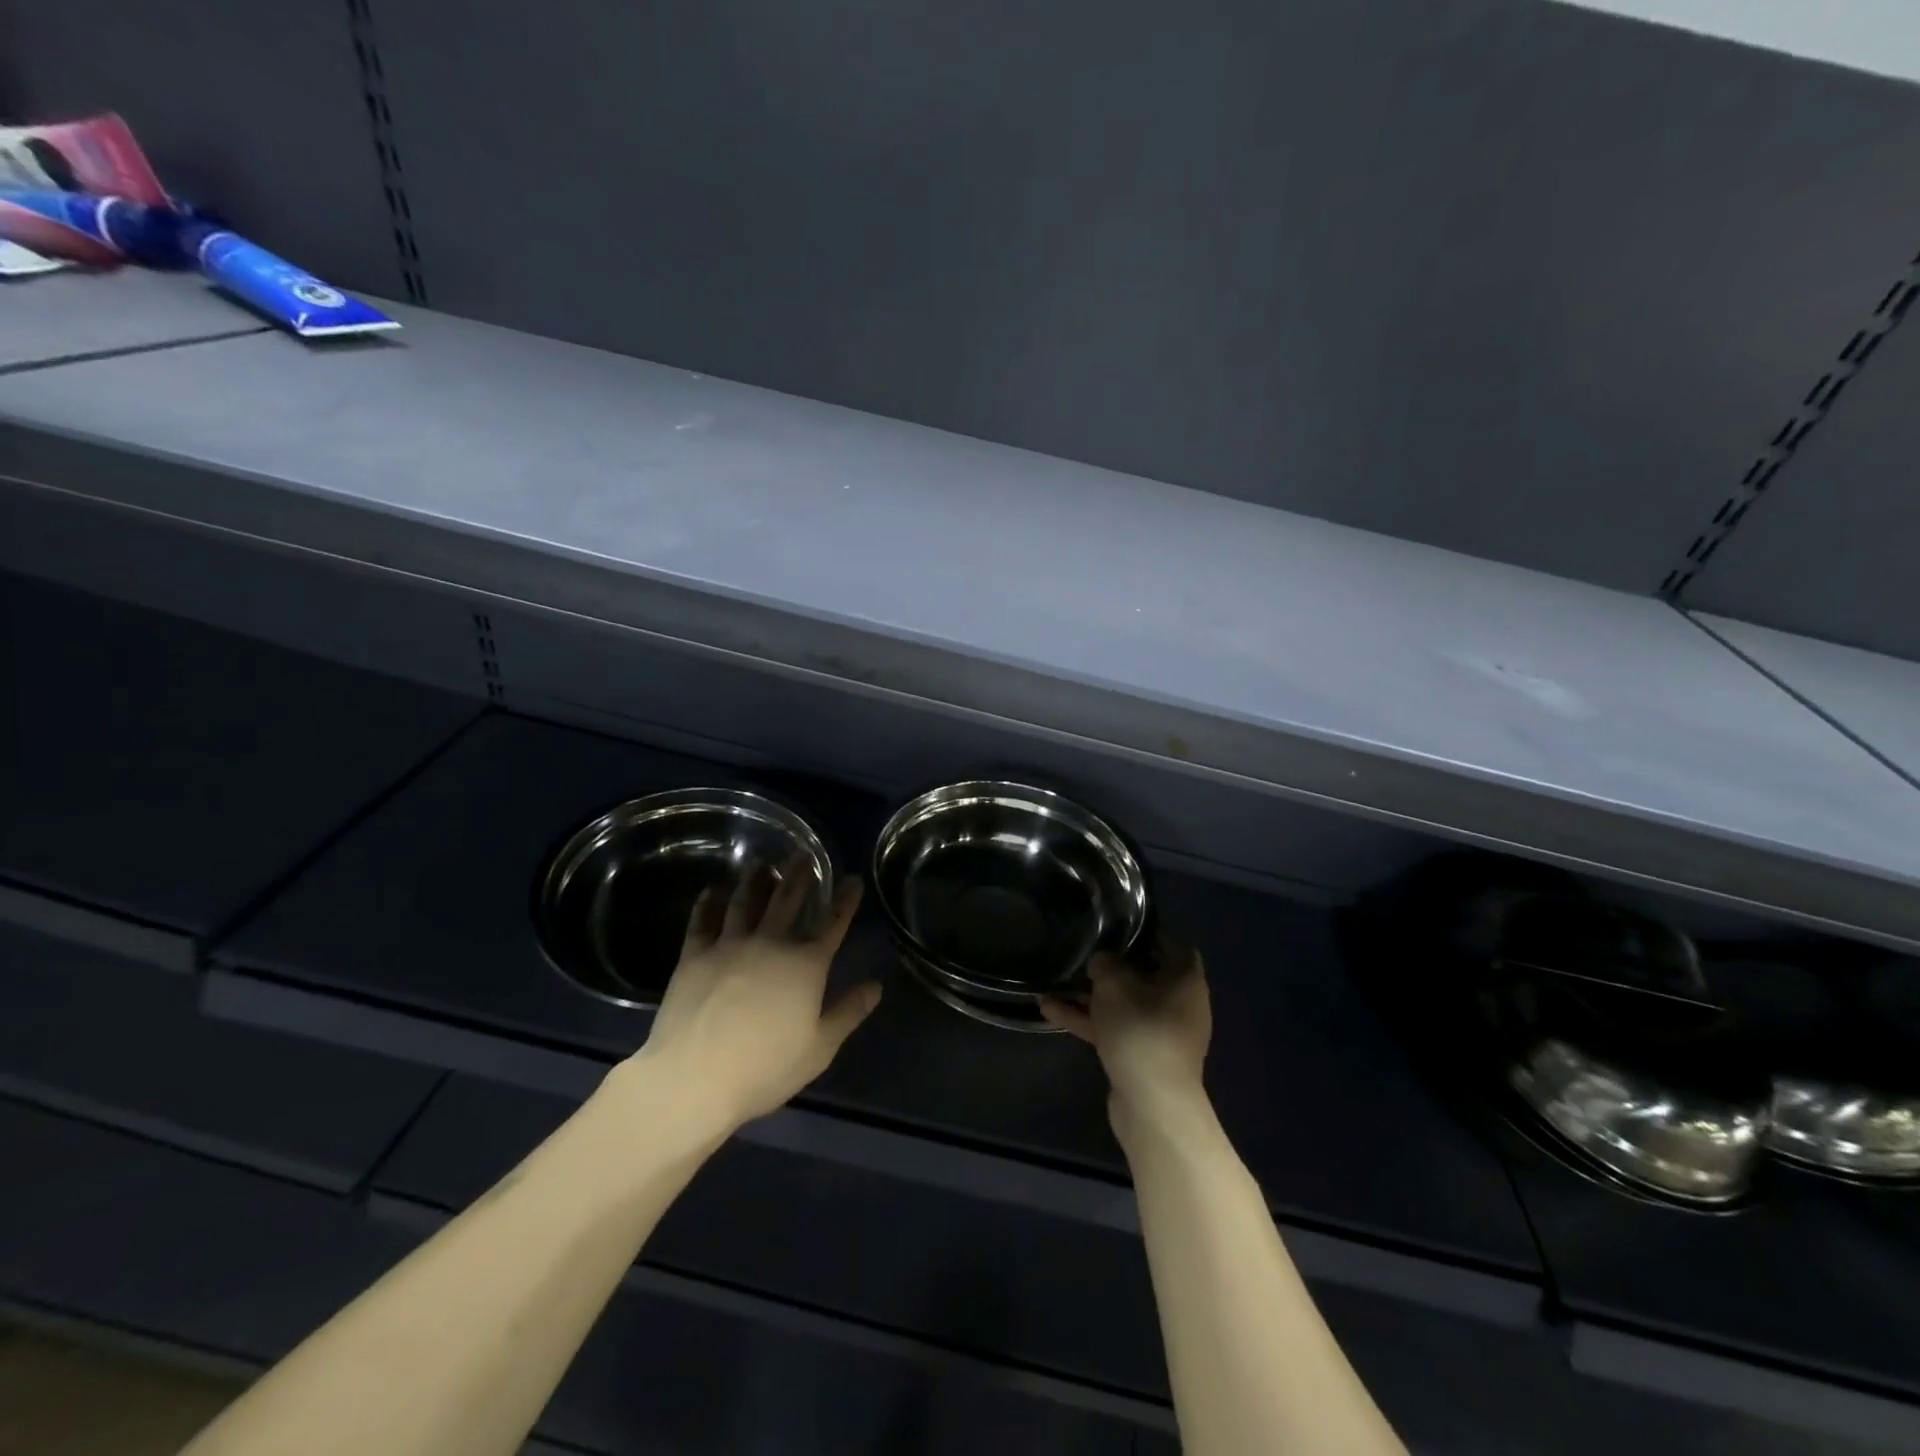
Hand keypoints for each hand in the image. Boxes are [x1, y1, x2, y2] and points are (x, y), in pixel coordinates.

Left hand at [621, 862, 878, 1135]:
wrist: (694, 1078)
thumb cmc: (764, 1068)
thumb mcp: (820, 1047)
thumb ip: (849, 1012)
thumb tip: (876, 986)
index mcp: (806, 964)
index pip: (833, 923)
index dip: (846, 899)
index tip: (852, 879)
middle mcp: (771, 943)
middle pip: (788, 899)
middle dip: (799, 874)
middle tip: (803, 853)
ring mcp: (729, 945)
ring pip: (745, 901)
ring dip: (755, 879)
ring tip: (761, 862)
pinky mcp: (694, 955)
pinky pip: (703, 920)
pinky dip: (709, 902)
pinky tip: (713, 890)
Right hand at [1041, 937, 1210, 1140]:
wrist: (1152, 1104)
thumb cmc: (1140, 1031)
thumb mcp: (1115, 985)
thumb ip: (1104, 963)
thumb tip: (1102, 959)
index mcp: (1185, 980)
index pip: (1170, 944)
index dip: (1145, 932)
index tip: (1117, 924)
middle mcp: (1178, 1003)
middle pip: (1143, 974)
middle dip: (1111, 964)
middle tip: (1084, 949)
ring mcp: (1159, 1032)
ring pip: (1123, 1003)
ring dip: (1091, 994)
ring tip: (1056, 978)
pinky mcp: (1141, 1055)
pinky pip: (1113, 1027)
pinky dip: (1087, 1019)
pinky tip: (1048, 1009)